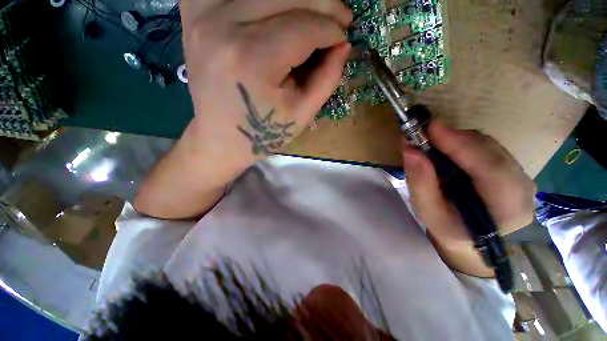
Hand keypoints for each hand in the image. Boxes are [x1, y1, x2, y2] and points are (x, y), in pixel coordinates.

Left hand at [180, 0, 351, 175]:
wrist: (221, 139)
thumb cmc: (263, 133)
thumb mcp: (301, 114)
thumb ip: (327, 78)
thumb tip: (343, 44)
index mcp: (253, 59)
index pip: (304, 27)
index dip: (331, 30)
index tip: (343, 39)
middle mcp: (222, 26)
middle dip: (322, 3)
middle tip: (339, 18)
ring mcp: (202, 15)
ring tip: (312, 13)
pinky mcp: (193, 15)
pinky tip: (273, 10)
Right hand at [402, 121, 536, 276]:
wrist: (469, 237)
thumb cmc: (449, 229)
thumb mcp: (429, 212)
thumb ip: (420, 183)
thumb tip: (410, 150)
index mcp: (508, 209)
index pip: (490, 168)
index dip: (460, 145)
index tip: (431, 127)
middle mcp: (523, 188)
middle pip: (491, 151)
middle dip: (455, 139)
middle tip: (424, 133)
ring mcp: (521, 176)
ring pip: (489, 145)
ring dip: (457, 140)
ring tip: (431, 143)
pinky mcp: (512, 168)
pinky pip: (488, 147)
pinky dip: (463, 143)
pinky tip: (447, 150)